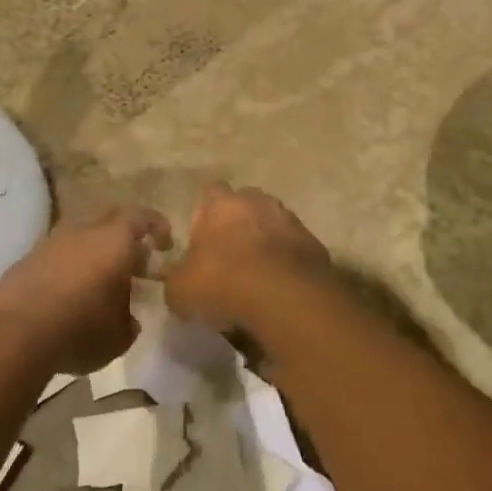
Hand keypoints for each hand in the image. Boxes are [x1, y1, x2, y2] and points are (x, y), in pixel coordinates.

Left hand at [0, 207, 171, 374]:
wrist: (14, 334)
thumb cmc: (80, 329)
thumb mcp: (118, 336)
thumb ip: (129, 321)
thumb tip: (128, 319)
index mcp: (114, 241)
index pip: (142, 217)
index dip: (157, 227)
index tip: (165, 245)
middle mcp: (83, 231)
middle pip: (111, 221)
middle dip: (126, 239)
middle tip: (135, 265)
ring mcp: (51, 242)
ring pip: (81, 237)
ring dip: (94, 253)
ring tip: (100, 283)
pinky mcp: (26, 259)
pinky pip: (57, 255)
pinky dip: (68, 268)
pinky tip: (68, 296)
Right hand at [165, 183, 330, 332]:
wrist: (284, 297)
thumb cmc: (223, 283)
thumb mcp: (180, 290)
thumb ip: (177, 280)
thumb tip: (180, 283)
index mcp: (222, 204)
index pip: (211, 193)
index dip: (205, 216)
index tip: (202, 241)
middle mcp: (258, 202)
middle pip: (245, 206)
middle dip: (239, 226)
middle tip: (230, 259)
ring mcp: (290, 220)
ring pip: (273, 226)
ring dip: (266, 244)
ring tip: (257, 277)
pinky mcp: (314, 244)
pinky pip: (294, 250)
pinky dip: (287, 263)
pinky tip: (279, 288)